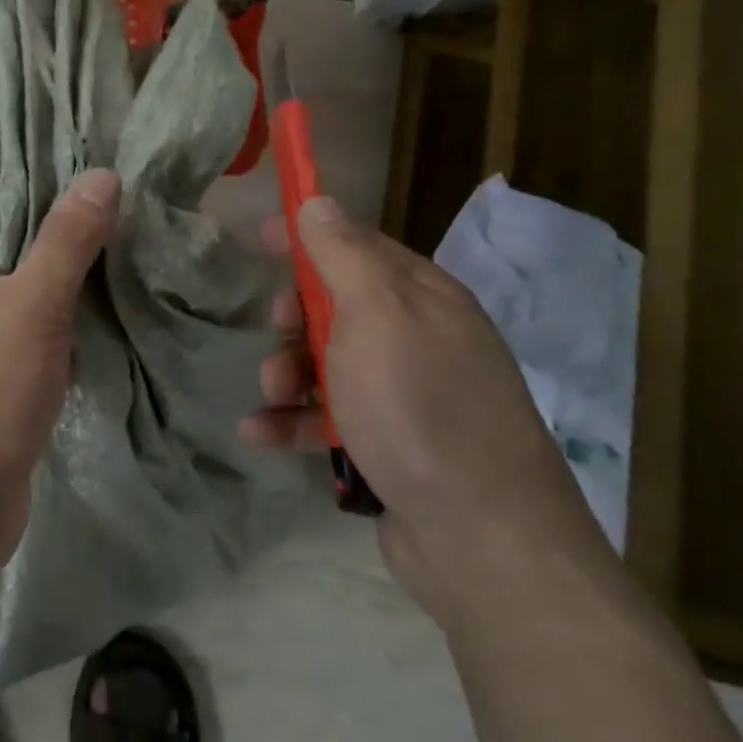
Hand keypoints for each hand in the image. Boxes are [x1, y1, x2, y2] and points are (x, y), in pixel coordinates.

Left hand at [0, 169, 120, 569]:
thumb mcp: (36, 301)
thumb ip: (68, 239)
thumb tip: (101, 174)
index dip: (12, 210)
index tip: (63, 209)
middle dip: (40, 255)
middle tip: (96, 248)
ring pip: (6, 311)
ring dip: (45, 303)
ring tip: (99, 292)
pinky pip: (12, 354)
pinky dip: (42, 346)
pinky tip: (79, 352)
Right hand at [242, 197, 619, 631]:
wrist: (484, 541)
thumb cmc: (420, 407)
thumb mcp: (377, 315)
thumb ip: (343, 254)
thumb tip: (319, 200)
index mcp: (423, 298)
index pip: (357, 245)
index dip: (307, 237)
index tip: (258, 236)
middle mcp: (419, 339)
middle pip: (337, 306)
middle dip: (295, 318)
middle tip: (277, 332)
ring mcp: (406, 396)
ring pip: (327, 364)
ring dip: (286, 374)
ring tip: (271, 396)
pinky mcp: (389, 446)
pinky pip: (328, 418)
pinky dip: (292, 421)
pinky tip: (259, 434)